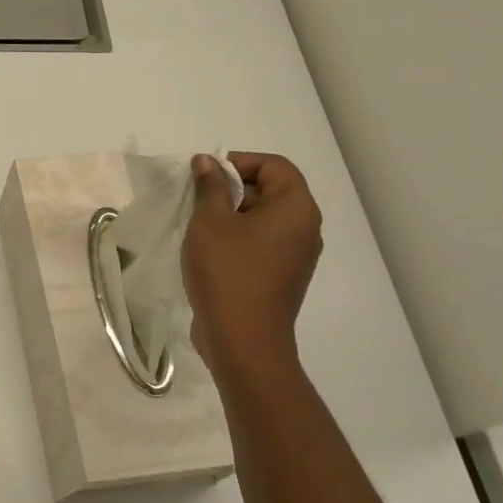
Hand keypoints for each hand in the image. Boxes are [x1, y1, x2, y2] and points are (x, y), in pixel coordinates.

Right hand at [182, 152, 322, 379]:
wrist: (242, 340)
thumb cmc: (227, 272)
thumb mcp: (210, 221)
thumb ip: (210, 186)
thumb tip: (207, 162)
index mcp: (296, 209)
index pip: (274, 165)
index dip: (239, 162)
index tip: (206, 176)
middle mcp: (305, 229)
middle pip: (271, 190)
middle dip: (233, 188)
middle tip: (198, 201)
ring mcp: (296, 256)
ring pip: (264, 219)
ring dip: (232, 215)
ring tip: (200, 227)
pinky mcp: (283, 277)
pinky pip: (262, 243)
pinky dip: (238, 238)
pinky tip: (209, 252)